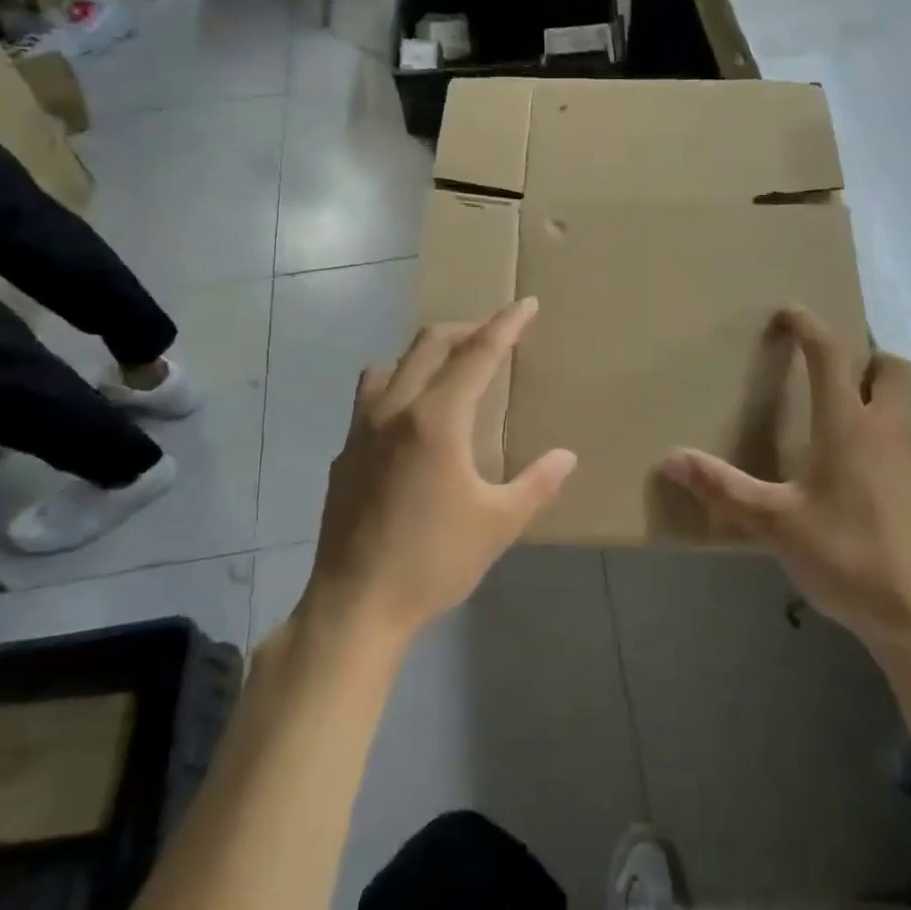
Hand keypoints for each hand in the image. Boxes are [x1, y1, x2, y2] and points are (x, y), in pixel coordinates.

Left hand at [302, 298, 576, 647]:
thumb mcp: (498, 525)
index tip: (526, 303)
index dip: (506, 325)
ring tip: (449, 370)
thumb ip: (536, 484)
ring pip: (390, 364)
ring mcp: (361, 429)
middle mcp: (394, 410)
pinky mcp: (344, 452)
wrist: (354, 605)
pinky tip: (409, 420)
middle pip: (429, 344)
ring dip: (424, 354)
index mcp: (436, 420)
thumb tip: (566, 456)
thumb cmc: (432, 561)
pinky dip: (396, 386)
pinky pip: (369, 396)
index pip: (477, 355)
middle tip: (495, 334)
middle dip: (466, 329)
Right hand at [661, 308, 910, 653]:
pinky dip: (886, 442)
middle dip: (864, 357)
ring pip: (905, 408)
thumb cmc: (847, 557)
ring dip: (876, 401)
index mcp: (849, 426)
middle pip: (893, 367)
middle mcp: (891, 430)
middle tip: (830, 376)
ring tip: (837, 433)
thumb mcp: (775, 525)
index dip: (810, 326)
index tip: (790, 313)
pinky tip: (862, 483)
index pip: (831, 354)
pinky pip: (910, 445)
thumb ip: (723, 489)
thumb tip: (670, 459)